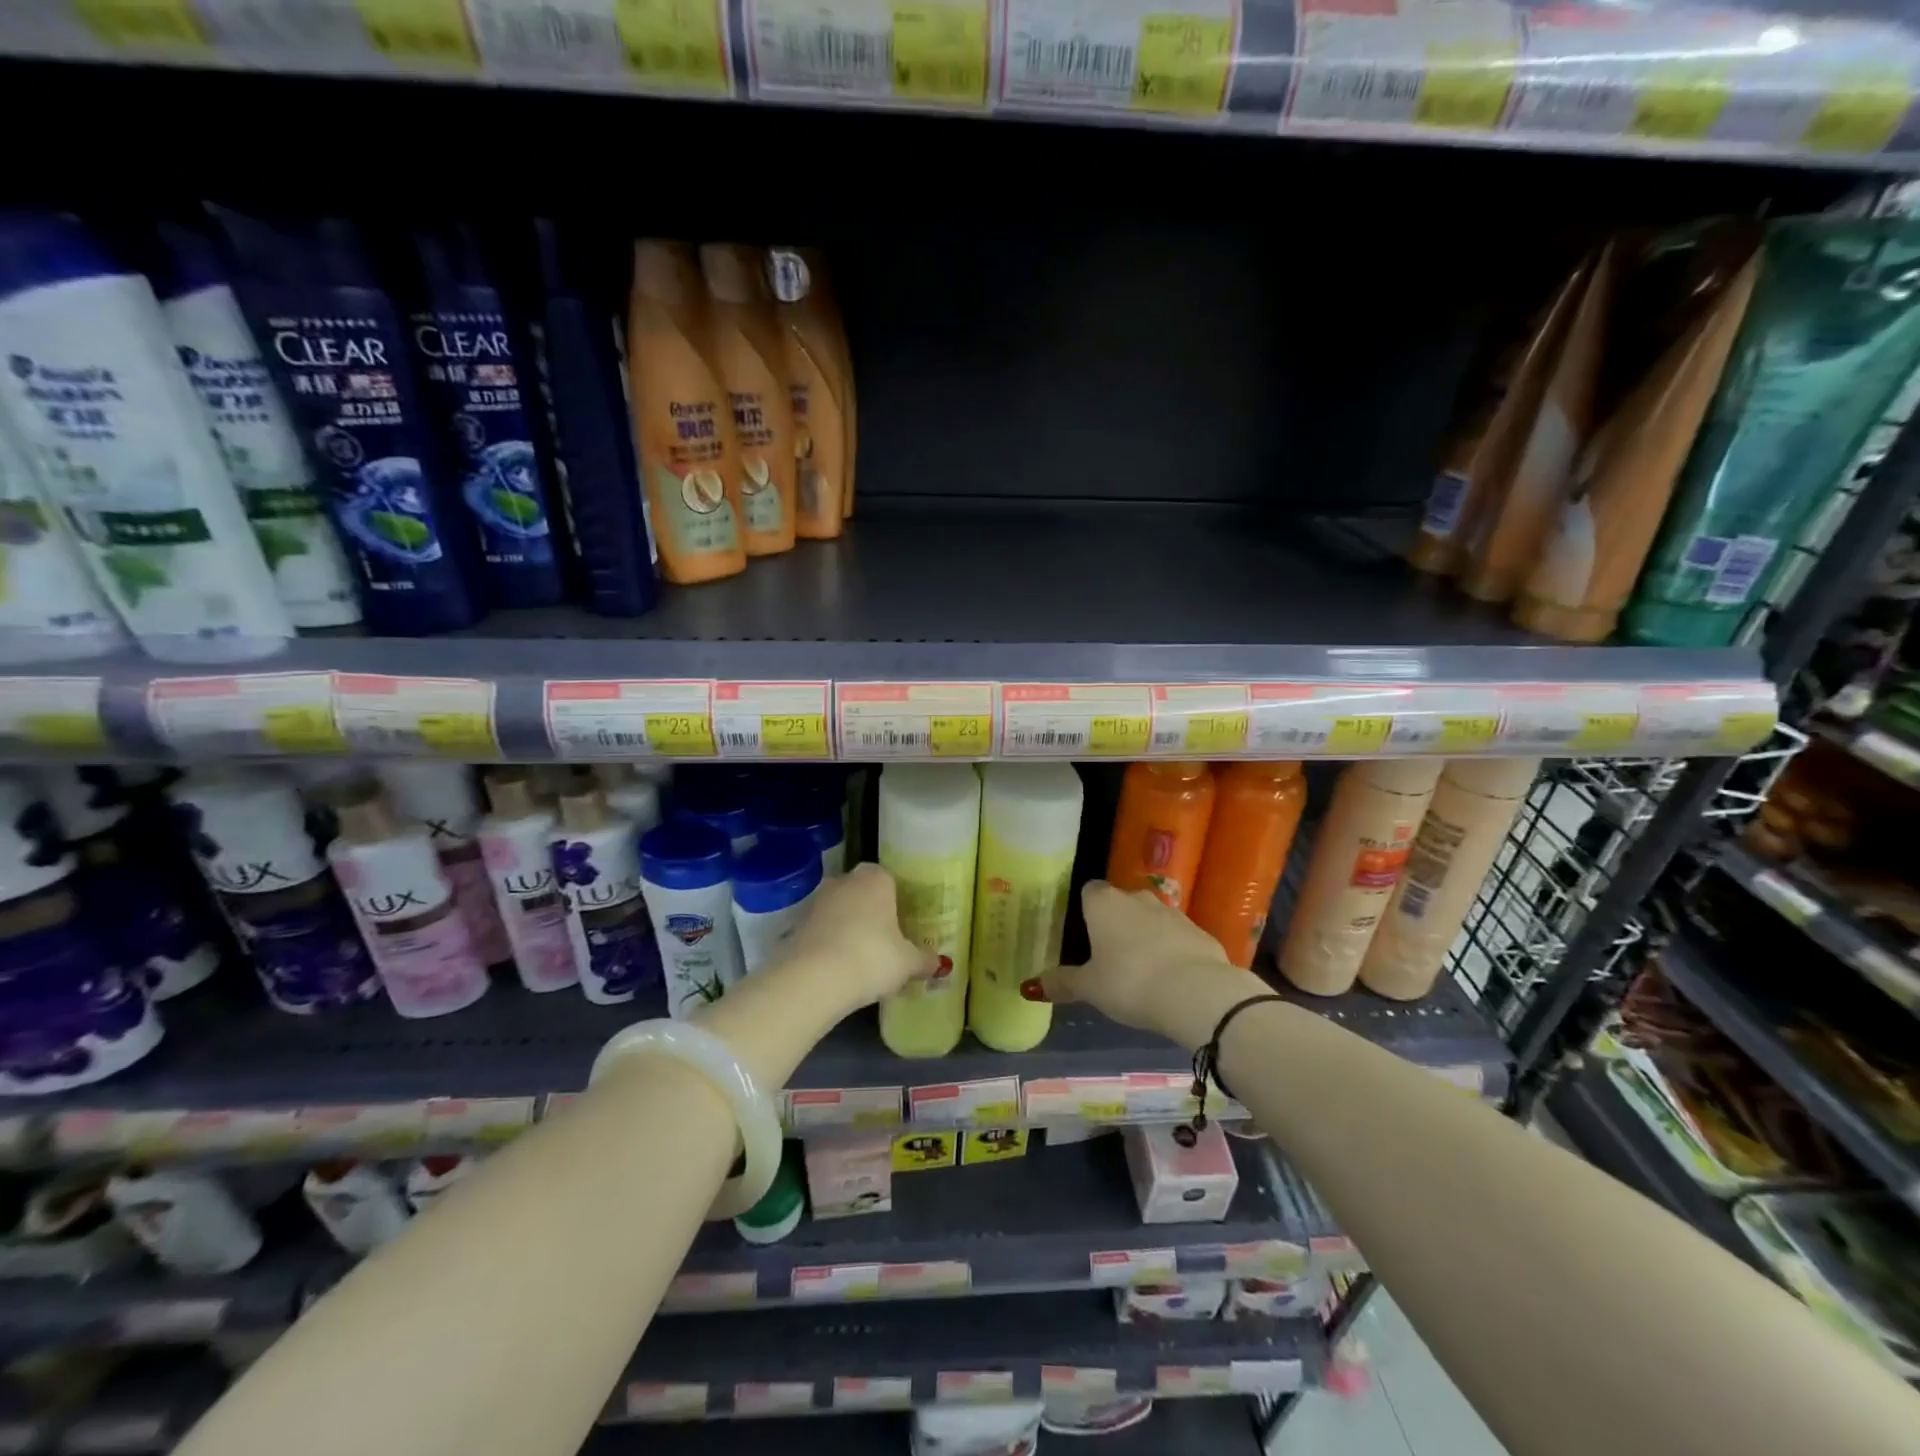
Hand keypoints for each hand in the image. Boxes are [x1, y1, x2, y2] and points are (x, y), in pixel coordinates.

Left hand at [778, 863, 935, 1012]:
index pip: (889, 878)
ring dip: (848, 925)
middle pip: (862, 891)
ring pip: (840, 908)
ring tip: (862, 955)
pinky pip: (822, 928)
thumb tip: (941, 964)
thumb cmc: (872, 958)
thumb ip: (925, 960)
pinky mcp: (798, 924)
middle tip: (885, 938)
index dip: (896, 899)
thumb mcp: (907, 963)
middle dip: (872, 910)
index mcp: (877, 879)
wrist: (814, 978)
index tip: (903, 921)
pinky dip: (830, 941)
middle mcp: (845, 881)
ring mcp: (818, 900)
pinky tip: (839, 964)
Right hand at [1030, 881, 1263, 1048]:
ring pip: (1151, 919)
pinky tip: (1169, 978)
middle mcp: (1138, 898)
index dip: (1085, 909)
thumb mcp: (1090, 988)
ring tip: (1139, 969)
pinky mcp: (1200, 932)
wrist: (1197, 993)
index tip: (1082, 933)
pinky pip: (1177, 937)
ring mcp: (1173, 912)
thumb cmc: (1130, 983)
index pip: (1088, 891)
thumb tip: (1031, 986)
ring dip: (1145, 936)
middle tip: (1107, 955)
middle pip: (1120, 903)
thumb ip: (1062, 983)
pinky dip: (1171, 951)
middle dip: (1115, 923)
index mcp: (1104, 903)